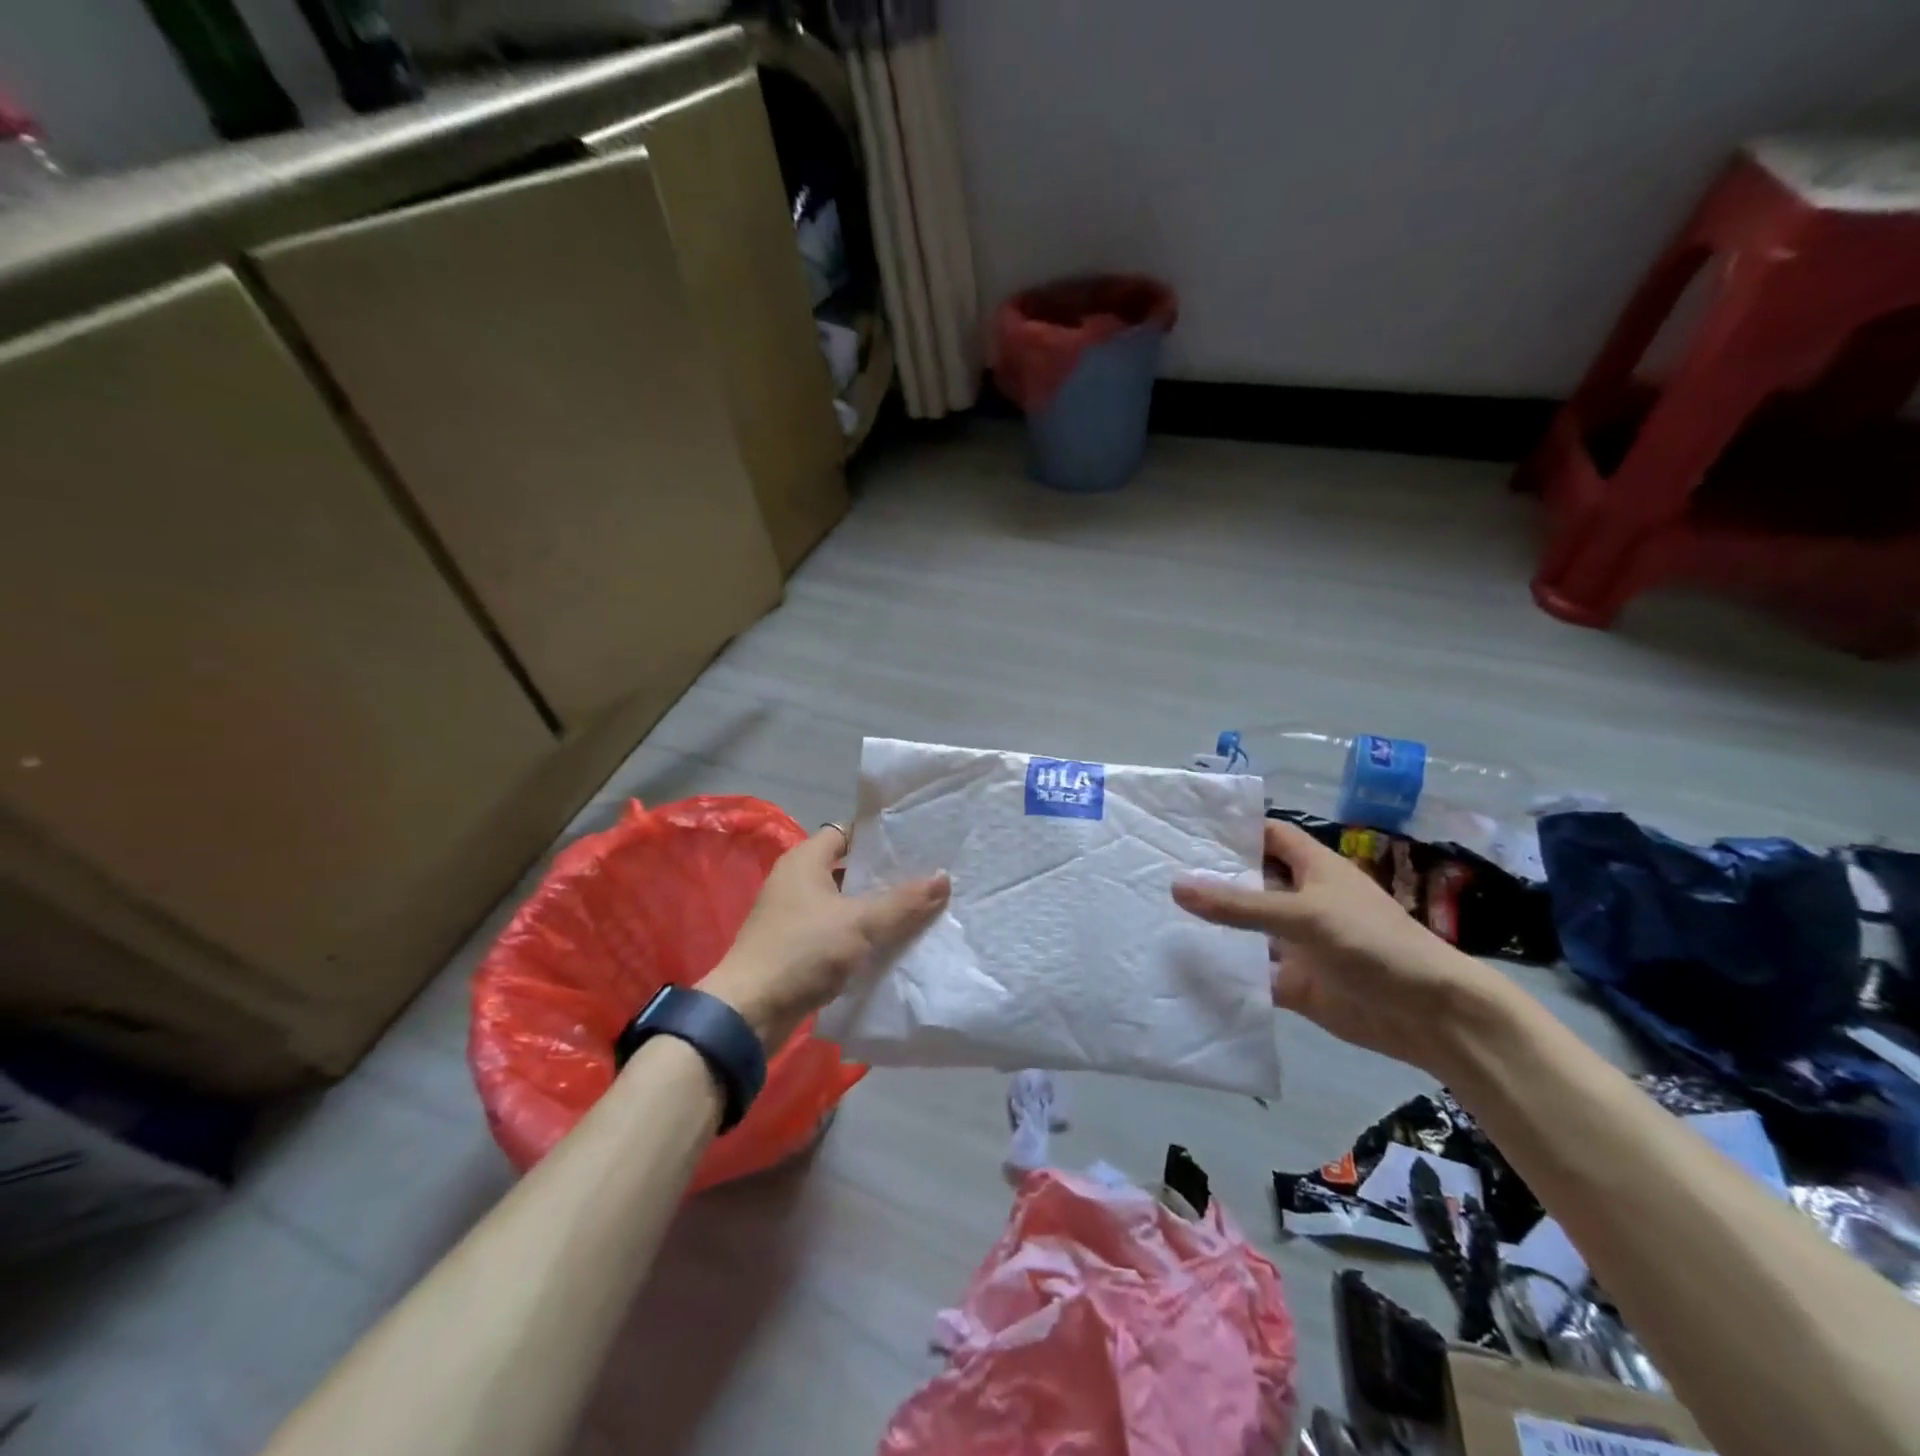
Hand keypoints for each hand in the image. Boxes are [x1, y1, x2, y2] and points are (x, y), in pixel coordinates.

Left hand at [702, 824, 949, 1049]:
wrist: (749, 1013)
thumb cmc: (802, 952)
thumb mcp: (859, 923)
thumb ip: (903, 902)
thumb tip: (944, 877)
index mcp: (805, 860)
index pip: (846, 832)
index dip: (879, 835)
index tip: (915, 842)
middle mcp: (797, 880)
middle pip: (848, 867)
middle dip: (884, 873)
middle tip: (926, 875)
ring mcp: (795, 914)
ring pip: (845, 901)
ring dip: (875, 906)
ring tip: (918, 907)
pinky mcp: (797, 945)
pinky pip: (837, 928)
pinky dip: (861, 932)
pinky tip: (892, 940)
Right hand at [1171, 819, 1501, 1075]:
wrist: (1430, 1015)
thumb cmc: (1372, 943)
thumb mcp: (1303, 914)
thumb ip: (1240, 904)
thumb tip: (1176, 886)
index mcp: (1312, 868)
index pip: (1267, 834)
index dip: (1232, 828)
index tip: (1185, 827)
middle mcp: (1301, 900)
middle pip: (1250, 880)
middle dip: (1212, 877)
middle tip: (1156, 871)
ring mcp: (1297, 942)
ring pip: (1247, 928)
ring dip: (1214, 925)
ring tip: (1159, 914)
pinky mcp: (1295, 982)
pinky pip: (1252, 972)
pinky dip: (1226, 971)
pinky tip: (1185, 967)